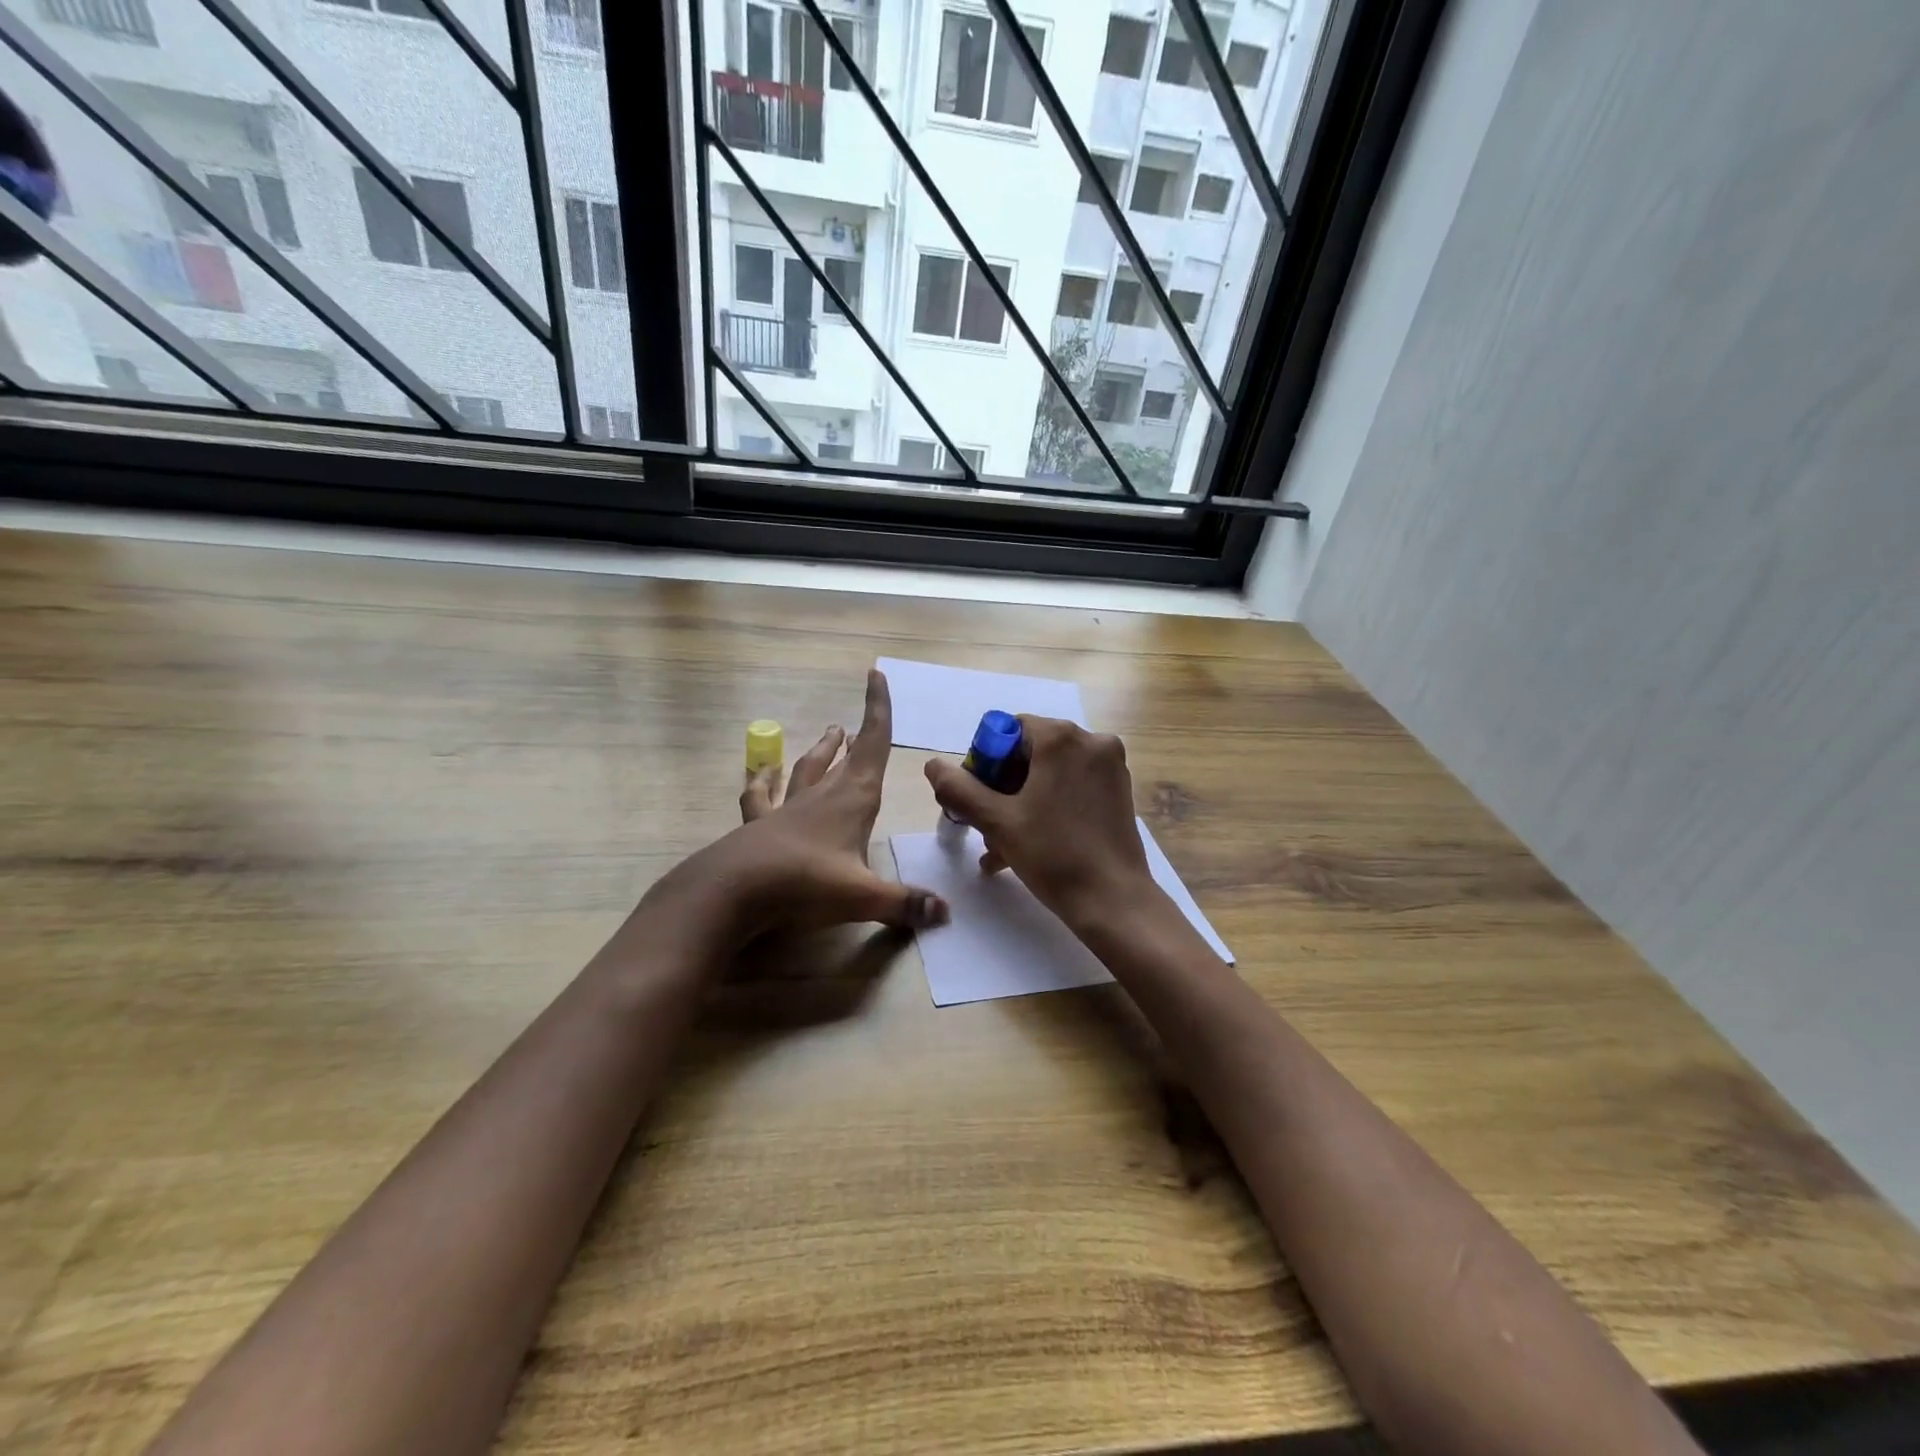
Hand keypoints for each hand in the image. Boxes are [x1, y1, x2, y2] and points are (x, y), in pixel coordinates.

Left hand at [646, 670, 948, 948]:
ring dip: (819, 751)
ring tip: (828, 733)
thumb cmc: (805, 883)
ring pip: (807, 769)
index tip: (876, 676)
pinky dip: (763, 782)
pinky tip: (760, 774)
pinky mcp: (760, 825)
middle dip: (855, 737)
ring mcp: (787, 808)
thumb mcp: (862, 897)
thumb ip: (905, 903)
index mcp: (853, 800)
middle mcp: (821, 796)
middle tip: (855, 724)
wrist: (731, 891)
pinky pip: (761, 796)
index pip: (872, 745)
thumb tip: (946, 914)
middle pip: (843, 757)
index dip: (878, 710)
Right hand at [924, 716, 1154, 929]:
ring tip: (999, 847)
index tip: (978, 799)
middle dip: (1002, 788)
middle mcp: (1091, 742)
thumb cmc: (1053, 855)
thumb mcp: (997, 821)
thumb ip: (960, 789)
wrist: (1113, 900)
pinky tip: (1026, 846)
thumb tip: (933, 765)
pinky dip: (1048, 808)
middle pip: (1030, 752)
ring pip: (1050, 774)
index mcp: (1062, 738)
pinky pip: (1072, 788)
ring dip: (1021, 804)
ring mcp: (1110, 767)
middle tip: (986, 825)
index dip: (985, 763)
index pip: (1008, 731)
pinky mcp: (1119, 791)